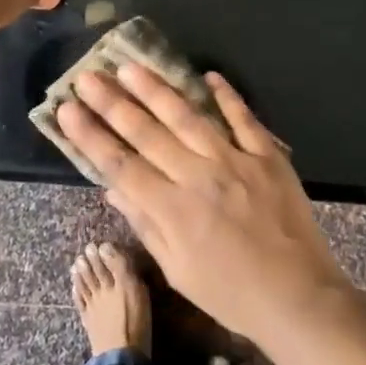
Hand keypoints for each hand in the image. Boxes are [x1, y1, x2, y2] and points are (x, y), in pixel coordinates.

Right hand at [54, 62, 352, 345]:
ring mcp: (234, 160)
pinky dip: (226, 96)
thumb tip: (112, 188)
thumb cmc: (231, 293)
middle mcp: (197, 176)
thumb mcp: (178, 271)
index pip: (120, 163)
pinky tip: (208, 75)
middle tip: (88, 76)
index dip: (90, 135)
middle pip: (147, 132)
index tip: (67, 108)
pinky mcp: (266, 156)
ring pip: (187, 116)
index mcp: (172, 209)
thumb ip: (146, 224)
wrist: (299, 297)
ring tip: (131, 66)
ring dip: (156, 89)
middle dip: (112, 102)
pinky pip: (243, 118)